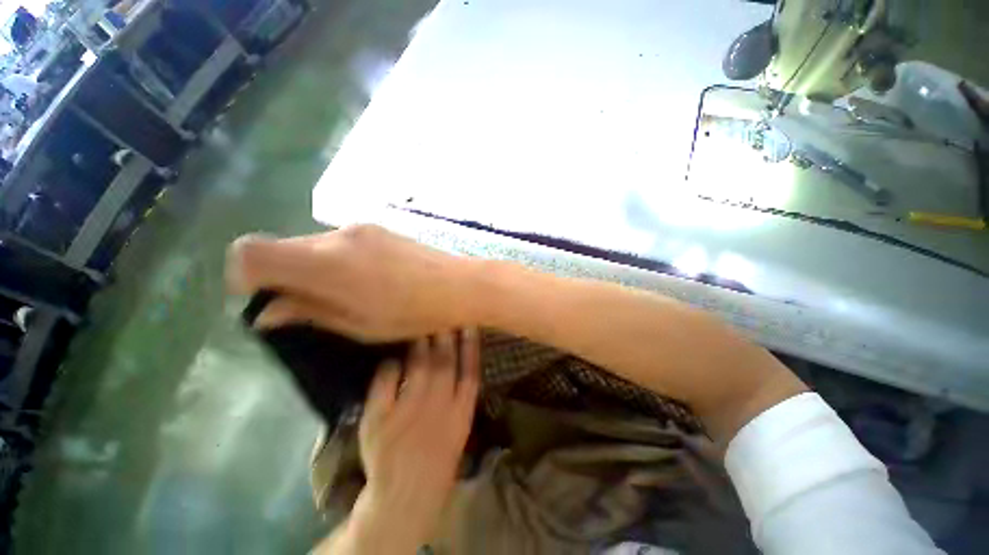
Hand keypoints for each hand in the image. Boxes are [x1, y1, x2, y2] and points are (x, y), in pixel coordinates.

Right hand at [227, 225, 472, 341]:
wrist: (460, 285)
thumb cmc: (413, 313)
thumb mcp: (359, 325)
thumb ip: (309, 312)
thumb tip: (266, 312)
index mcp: (325, 263)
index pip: (250, 251)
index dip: (245, 276)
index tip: (267, 300)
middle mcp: (337, 236)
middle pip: (283, 247)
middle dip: (283, 276)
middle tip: (309, 305)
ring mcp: (361, 228)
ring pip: (313, 245)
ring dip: (312, 269)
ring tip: (344, 295)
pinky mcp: (379, 229)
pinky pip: (340, 242)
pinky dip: (335, 261)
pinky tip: (365, 280)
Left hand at [324, 330, 480, 553]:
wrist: (406, 494)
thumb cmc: (437, 455)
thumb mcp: (460, 426)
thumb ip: (461, 394)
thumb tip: (460, 357)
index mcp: (460, 412)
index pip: (469, 370)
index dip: (471, 345)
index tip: (470, 323)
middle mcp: (438, 408)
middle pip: (444, 363)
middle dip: (445, 335)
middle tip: (443, 312)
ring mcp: (408, 414)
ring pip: (418, 367)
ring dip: (420, 343)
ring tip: (420, 322)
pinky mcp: (380, 421)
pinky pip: (385, 383)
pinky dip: (388, 367)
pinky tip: (391, 358)